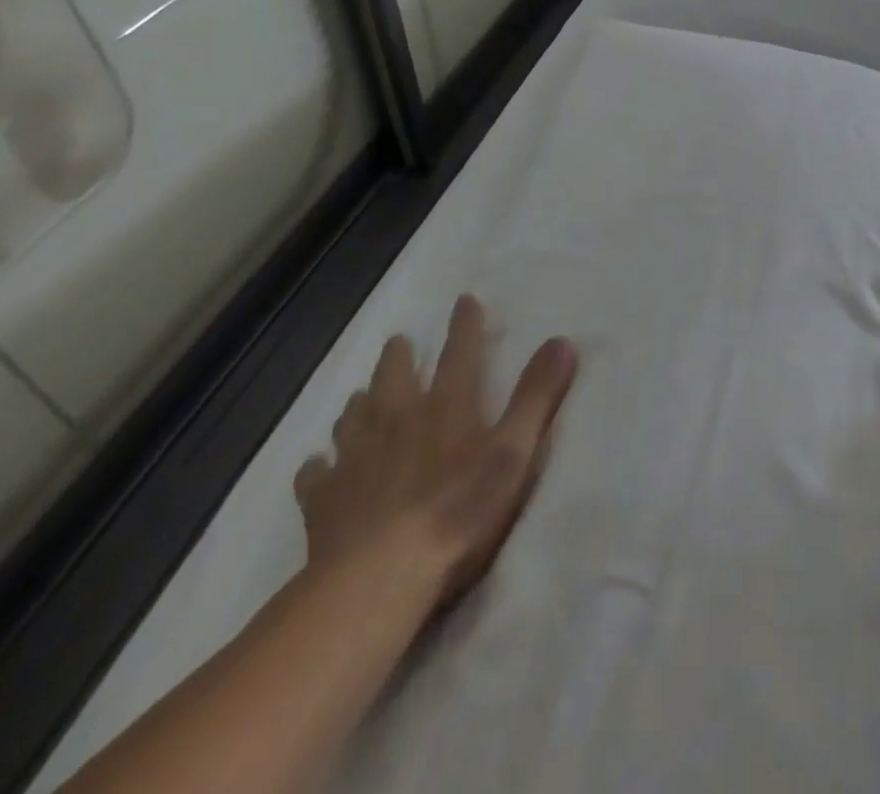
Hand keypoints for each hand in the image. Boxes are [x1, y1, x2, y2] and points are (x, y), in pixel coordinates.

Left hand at [295, 294, 576, 610]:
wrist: (378, 578)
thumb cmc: (459, 510)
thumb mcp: (514, 451)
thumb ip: (537, 395)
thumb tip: (562, 339)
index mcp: (447, 406)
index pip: (460, 352)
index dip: (465, 325)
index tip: (464, 300)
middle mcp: (398, 420)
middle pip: (395, 377)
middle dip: (399, 356)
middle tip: (397, 341)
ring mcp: (356, 459)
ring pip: (353, 417)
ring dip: (360, 402)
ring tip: (360, 396)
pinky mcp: (324, 500)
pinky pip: (316, 474)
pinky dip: (319, 465)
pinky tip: (318, 465)